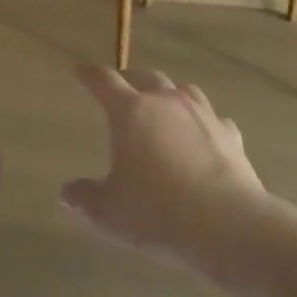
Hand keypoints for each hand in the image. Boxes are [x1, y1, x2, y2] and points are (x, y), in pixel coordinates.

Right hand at [63, 67, 267, 260]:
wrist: (227, 224)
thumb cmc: (156, 211)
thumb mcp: (108, 211)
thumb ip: (85, 198)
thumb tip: (66, 194)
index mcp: (130, 112)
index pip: (104, 81)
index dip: (89, 75)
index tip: (81, 72)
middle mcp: (166, 102)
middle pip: (145, 76)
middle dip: (130, 79)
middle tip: (121, 89)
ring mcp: (202, 115)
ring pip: (182, 90)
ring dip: (169, 94)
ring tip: (163, 106)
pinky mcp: (230, 135)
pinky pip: (213, 119)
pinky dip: (203, 123)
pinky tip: (203, 136)